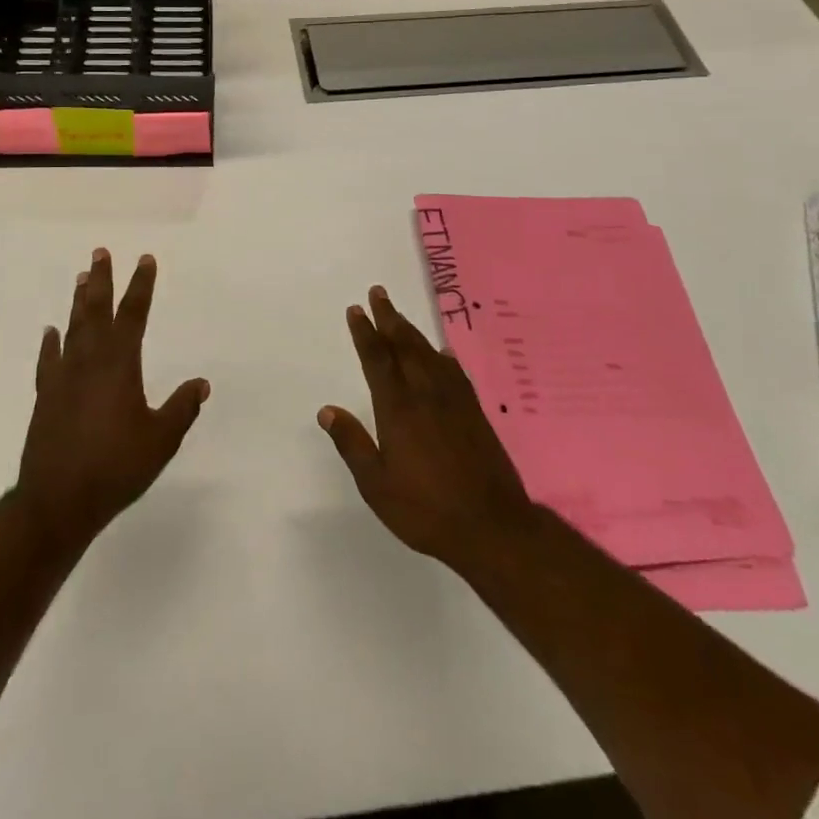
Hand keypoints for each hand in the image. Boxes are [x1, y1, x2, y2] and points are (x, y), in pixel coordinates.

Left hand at [15, 249, 209, 551]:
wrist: (58, 501)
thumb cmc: (116, 467)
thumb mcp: (161, 439)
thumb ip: (182, 408)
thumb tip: (202, 383)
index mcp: (120, 364)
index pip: (133, 314)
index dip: (141, 285)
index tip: (145, 259)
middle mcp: (89, 361)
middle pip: (96, 310)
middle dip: (101, 280)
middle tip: (100, 252)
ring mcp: (63, 377)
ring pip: (72, 328)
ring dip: (77, 302)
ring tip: (80, 277)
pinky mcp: (46, 397)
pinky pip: (49, 360)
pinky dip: (51, 343)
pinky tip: (51, 333)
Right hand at [319, 286, 538, 569]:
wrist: (492, 526)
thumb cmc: (426, 509)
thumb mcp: (377, 485)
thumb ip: (353, 444)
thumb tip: (327, 410)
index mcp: (398, 409)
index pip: (377, 360)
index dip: (365, 333)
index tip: (356, 310)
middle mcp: (425, 394)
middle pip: (404, 346)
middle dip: (389, 318)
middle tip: (378, 292)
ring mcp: (453, 401)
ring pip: (428, 354)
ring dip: (412, 331)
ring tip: (399, 315)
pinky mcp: (475, 412)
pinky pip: (454, 372)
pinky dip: (444, 357)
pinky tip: (442, 352)